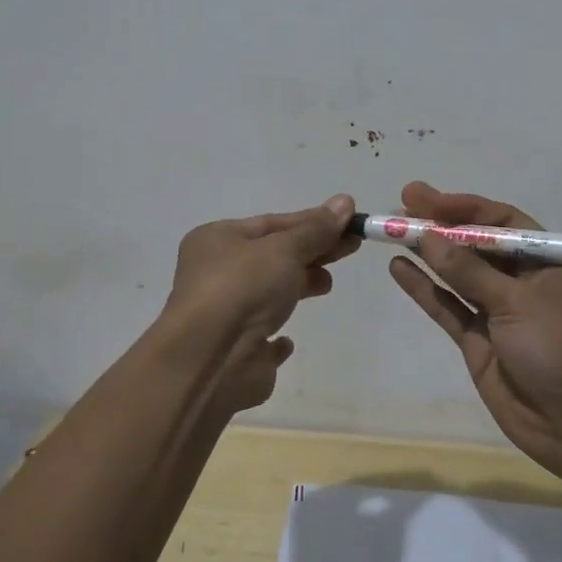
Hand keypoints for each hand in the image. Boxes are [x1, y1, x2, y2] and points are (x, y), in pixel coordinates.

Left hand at [166, 194, 359, 412]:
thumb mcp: (284, 249)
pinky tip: (288, 340)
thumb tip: (345, 201)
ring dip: (300, 284)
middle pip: (274, 256)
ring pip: (269, 293)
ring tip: (327, 284)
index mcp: (217, 240)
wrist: (210, 360)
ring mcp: (225, 314)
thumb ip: (316, 230)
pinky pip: (261, 337)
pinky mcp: (237, 352)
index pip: (273, 223)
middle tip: (352, 247)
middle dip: (313, 250)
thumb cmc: (243, 288)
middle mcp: (216, 273)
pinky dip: (277, 337)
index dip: (313, 221)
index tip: (350, 221)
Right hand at [388, 182, 561, 481]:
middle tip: (401, 207)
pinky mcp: (479, 342)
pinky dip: (425, 289)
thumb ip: (469, 270)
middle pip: (475, 244)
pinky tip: (399, 268)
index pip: (499, 221)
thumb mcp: (517, 301)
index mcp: (545, 260)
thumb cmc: (561, 347)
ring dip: (428, 253)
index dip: (461, 208)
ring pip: (458, 274)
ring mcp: (498, 311)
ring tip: (392, 232)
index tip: (423, 198)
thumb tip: (427, 235)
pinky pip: (448, 307)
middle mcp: (521, 280)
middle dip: (440, 226)